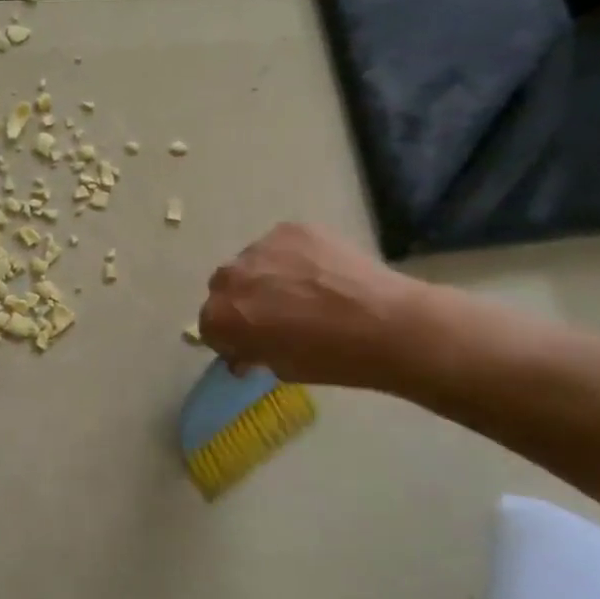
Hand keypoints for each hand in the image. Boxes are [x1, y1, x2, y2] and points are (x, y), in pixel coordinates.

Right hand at [199, 222, 427, 388]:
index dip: (231, 337)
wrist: (390, 325)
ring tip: (303, 291)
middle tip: (275, 315)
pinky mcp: (290, 229)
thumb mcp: (282, 368)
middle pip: (224, 288)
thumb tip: (247, 349)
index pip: (209, 325)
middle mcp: (230, 276)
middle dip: (242, 301)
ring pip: (252, 263)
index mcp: (222, 316)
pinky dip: (291, 258)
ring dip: (265, 276)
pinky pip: (280, 245)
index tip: (252, 344)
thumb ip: (254, 352)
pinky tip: (320, 274)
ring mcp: (260, 247)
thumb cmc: (333, 359)